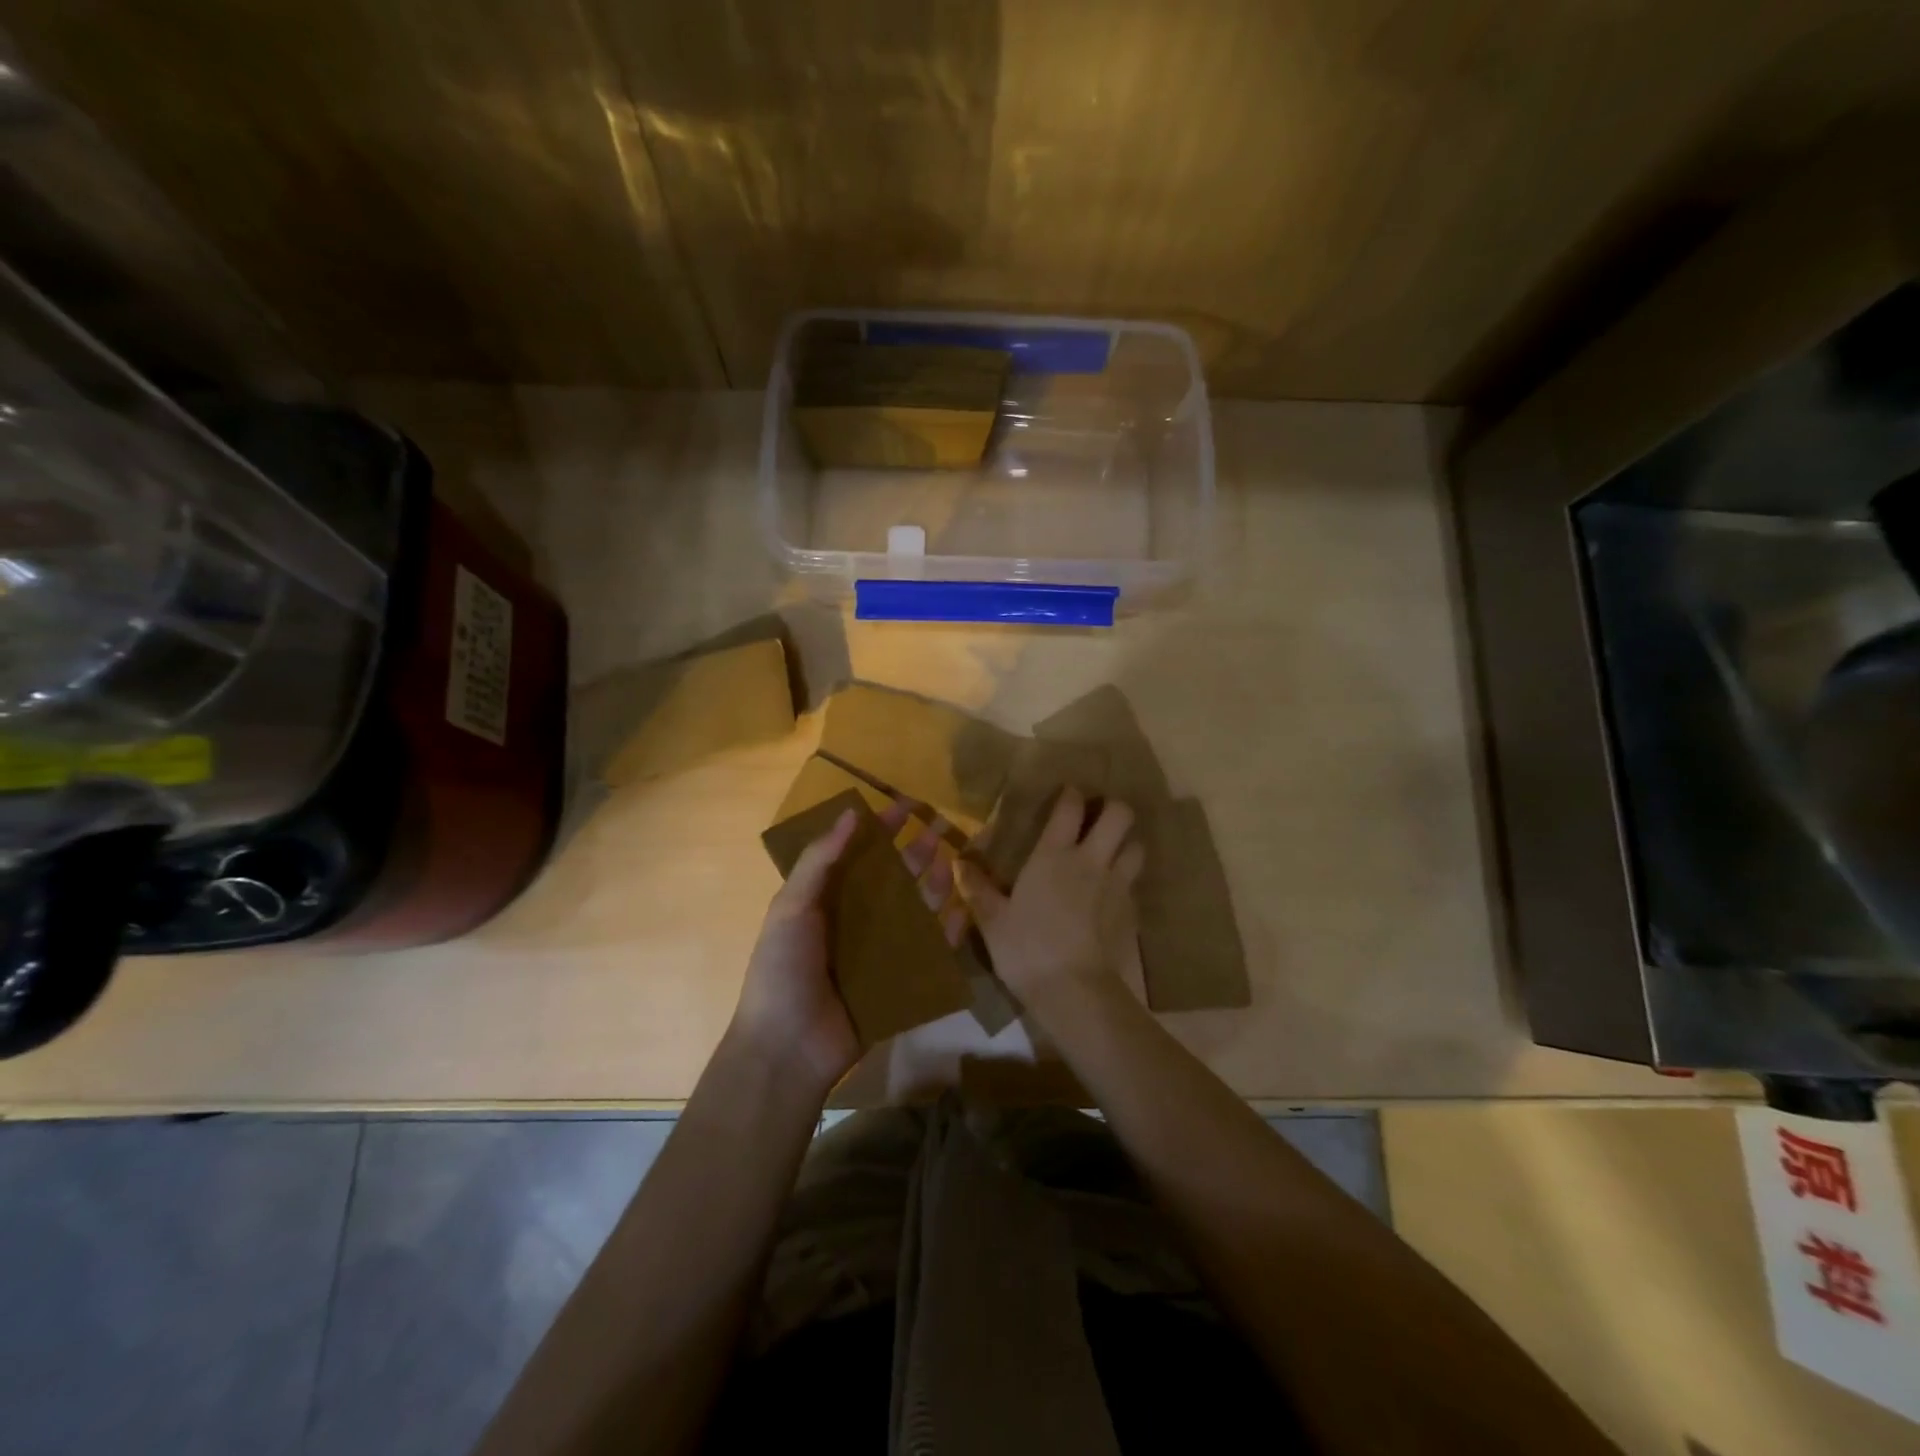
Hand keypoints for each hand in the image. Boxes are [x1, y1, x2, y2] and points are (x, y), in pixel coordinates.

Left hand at [732, 799, 970, 1096]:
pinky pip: (931, 952)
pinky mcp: (901, 981)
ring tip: (950, 859)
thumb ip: (819, 861)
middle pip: (894, 878)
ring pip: (916, 909)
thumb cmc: (783, 970)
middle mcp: (857, 919)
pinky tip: (962, 911)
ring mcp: (881, 951)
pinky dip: (947, 932)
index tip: (907, 805)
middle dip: (917, 850)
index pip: (860, 854)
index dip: (882, 829)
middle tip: (944, 826)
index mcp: (828, 899)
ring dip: (934, 883)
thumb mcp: (792, 908)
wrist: (787, 1048)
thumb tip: (851, 812)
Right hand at [958, 788, 1143, 1009]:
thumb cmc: (1027, 949)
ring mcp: (1117, 886)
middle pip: (1120, 815)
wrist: (1074, 990)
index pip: (1070, 808)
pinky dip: (1127, 882)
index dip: (1071, 794)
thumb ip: (978, 889)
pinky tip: (1113, 895)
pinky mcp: (1131, 912)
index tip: (1068, 793)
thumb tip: (958, 864)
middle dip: (1114, 808)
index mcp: (1054, 856)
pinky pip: (1135, 885)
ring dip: (1127, 844)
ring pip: (1137, 847)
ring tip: (1113, 852)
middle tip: (1099, 817)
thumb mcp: (992, 921)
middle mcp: (1091, 861)